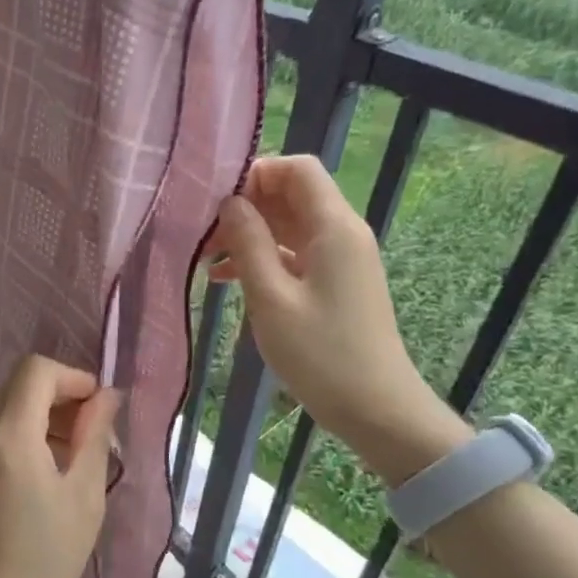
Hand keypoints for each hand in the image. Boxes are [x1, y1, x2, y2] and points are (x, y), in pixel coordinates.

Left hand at [0, 355, 120, 577]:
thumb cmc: (47, 558)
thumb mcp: (84, 497)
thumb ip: (94, 438)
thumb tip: (106, 398)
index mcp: (11, 436)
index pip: (36, 371)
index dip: (73, 377)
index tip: (99, 408)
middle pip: (20, 383)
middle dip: (61, 394)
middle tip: (93, 431)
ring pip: (8, 404)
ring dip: (44, 413)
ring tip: (77, 453)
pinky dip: (26, 431)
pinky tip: (49, 469)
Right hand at [209, 156, 469, 485]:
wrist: (375, 408)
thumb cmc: (320, 353)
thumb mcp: (271, 297)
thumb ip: (248, 243)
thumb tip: (229, 202)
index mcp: (333, 227)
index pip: (297, 169)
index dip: (256, 173)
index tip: (215, 200)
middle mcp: (341, 233)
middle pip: (291, 195)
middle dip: (245, 206)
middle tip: (202, 234)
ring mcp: (339, 259)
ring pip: (288, 225)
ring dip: (248, 235)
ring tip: (206, 259)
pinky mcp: (333, 282)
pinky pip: (293, 254)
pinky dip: (261, 258)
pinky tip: (226, 280)